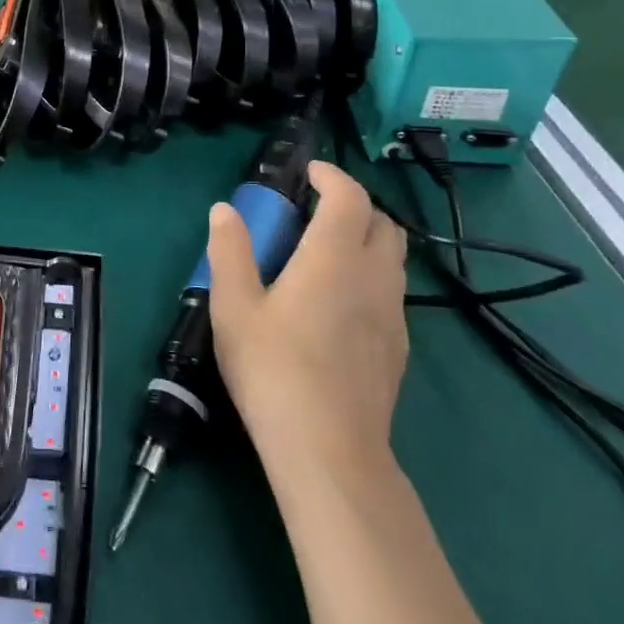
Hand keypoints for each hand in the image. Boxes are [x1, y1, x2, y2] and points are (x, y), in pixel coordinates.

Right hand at [206, 162, 408, 478]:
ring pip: (393, 257)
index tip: (307, 172)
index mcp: (334, 258)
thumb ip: (230, 251)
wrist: (329, 451)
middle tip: (314, 210)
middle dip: (353, 204)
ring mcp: (393, 315)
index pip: (349, 197)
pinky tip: (339, 302)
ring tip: (325, 252)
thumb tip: (225, 211)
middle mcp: (372, 277)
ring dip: (366, 239)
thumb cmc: (273, 369)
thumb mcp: (233, 306)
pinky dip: (371, 274)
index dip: (331, 176)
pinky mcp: (398, 348)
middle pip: (383, 222)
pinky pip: (392, 291)